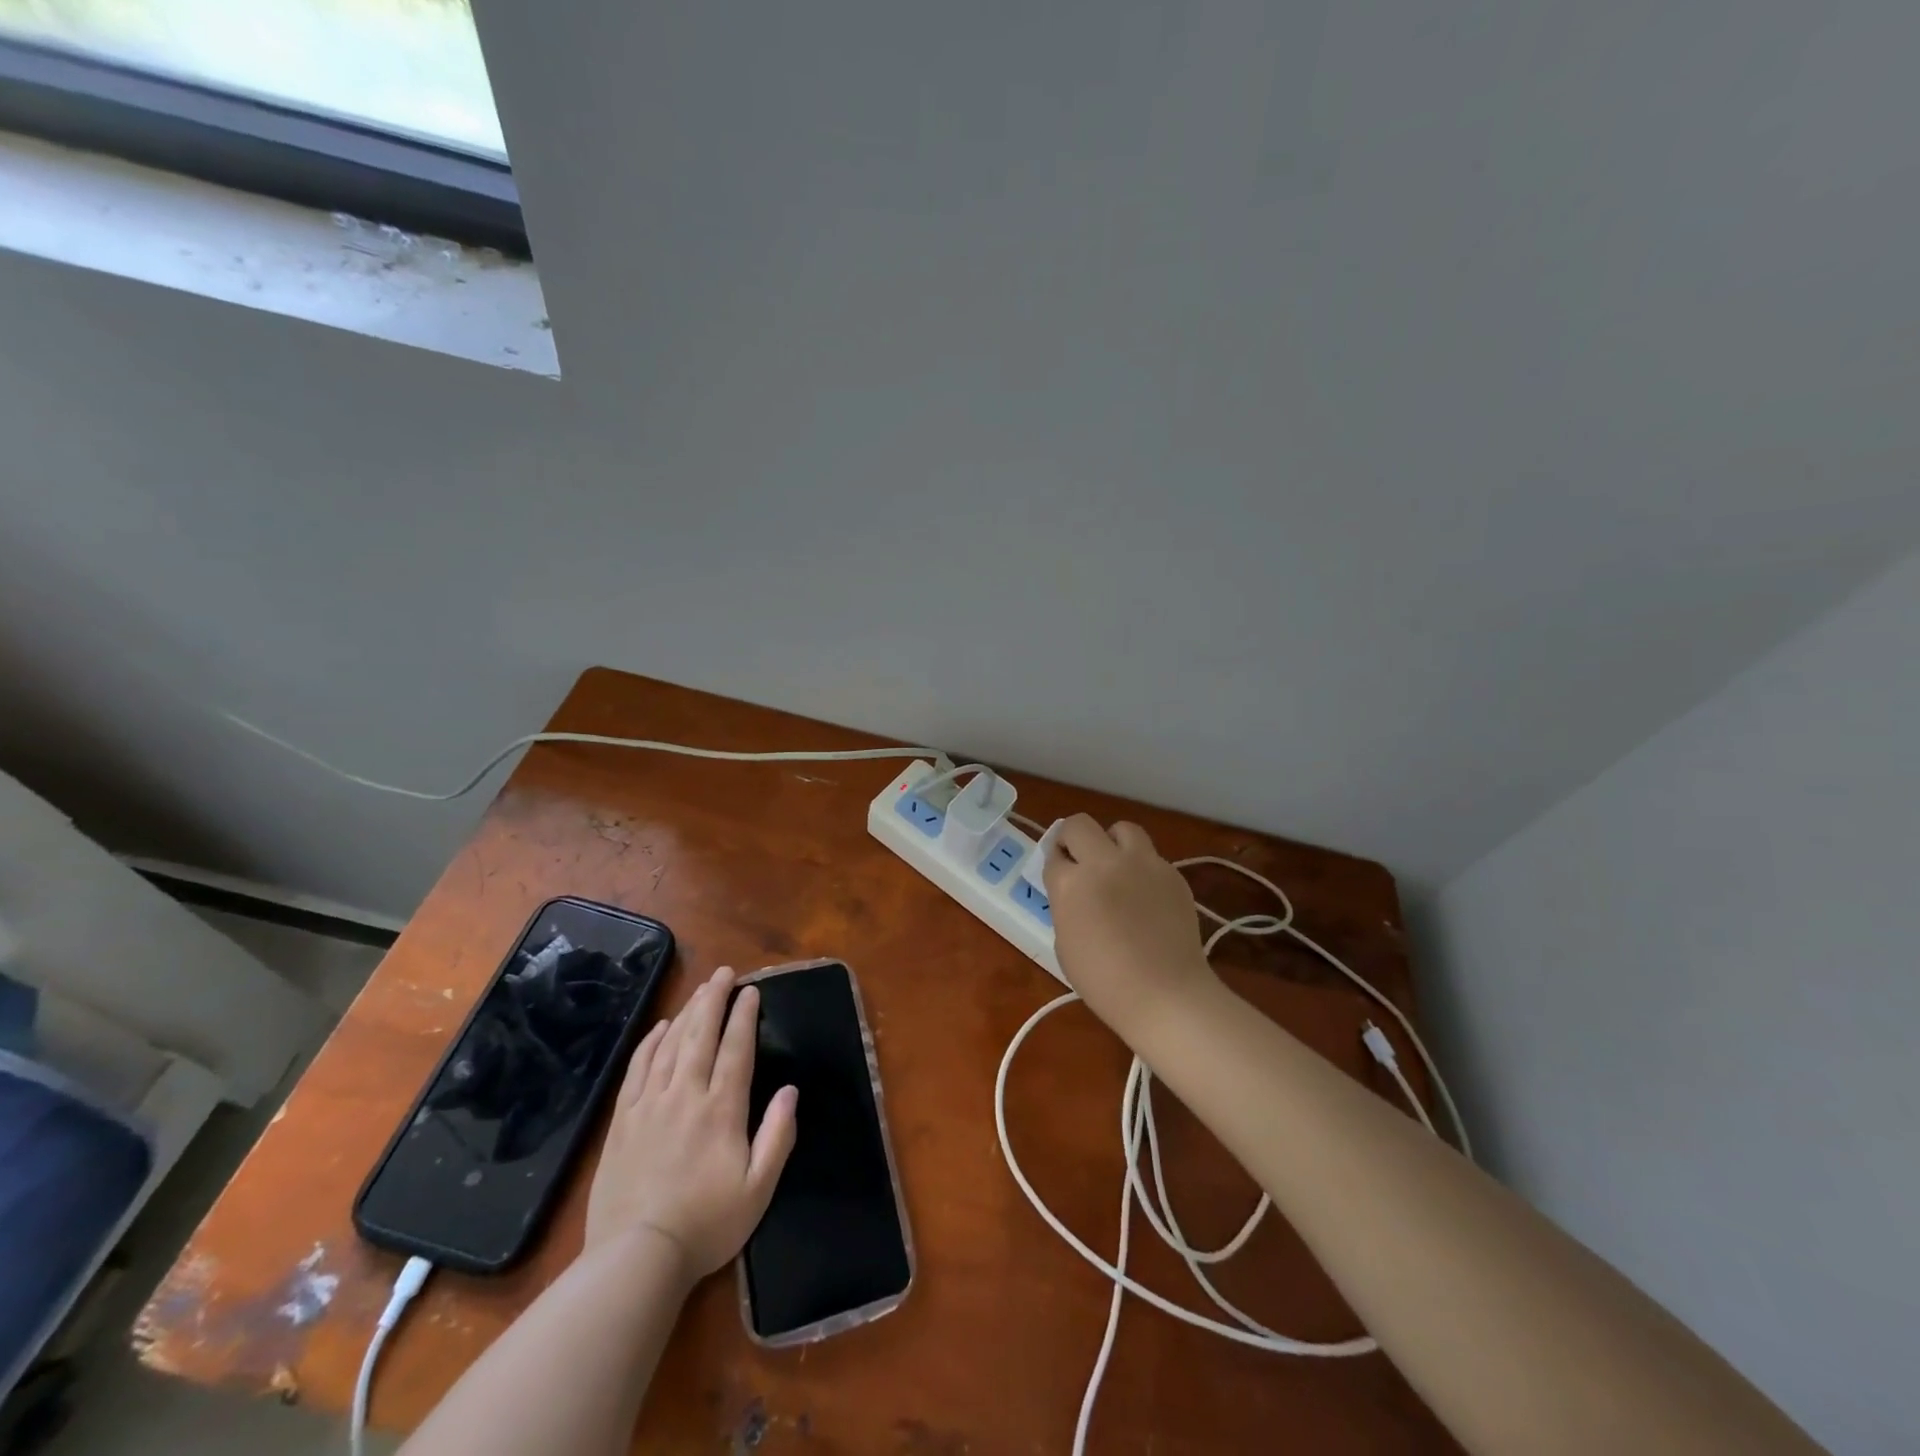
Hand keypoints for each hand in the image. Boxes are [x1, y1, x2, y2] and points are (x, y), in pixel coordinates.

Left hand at [584, 966, 797, 1283]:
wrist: (636, 1259)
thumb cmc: (706, 1225)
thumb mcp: (759, 1189)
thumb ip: (778, 1135)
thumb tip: (791, 1090)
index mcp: (722, 1109)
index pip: (736, 1049)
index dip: (744, 1015)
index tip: (751, 990)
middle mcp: (686, 1095)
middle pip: (701, 1035)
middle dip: (714, 1000)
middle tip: (723, 973)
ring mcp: (650, 1105)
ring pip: (670, 1045)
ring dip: (686, 1013)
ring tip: (699, 992)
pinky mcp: (622, 1121)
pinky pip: (637, 1069)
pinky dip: (649, 1043)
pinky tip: (658, 1028)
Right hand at [1045, 816, 1218, 1038]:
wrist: (1165, 994)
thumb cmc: (1104, 981)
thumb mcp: (1065, 943)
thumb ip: (1066, 906)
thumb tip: (1075, 893)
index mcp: (1070, 882)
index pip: (1053, 854)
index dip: (1055, 865)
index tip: (1060, 876)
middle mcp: (1104, 862)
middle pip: (1079, 824)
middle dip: (1073, 839)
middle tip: (1079, 862)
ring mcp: (1143, 863)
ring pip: (1122, 829)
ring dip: (1113, 842)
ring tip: (1117, 868)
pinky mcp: (1172, 873)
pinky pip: (1151, 857)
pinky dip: (1143, 868)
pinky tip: (1146, 897)